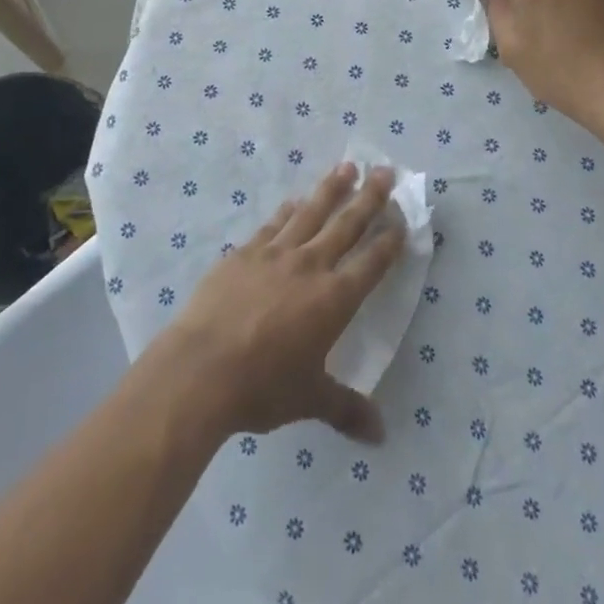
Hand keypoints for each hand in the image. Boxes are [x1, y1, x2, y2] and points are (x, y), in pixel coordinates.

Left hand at [156, 162, 405, 444]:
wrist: (202, 367)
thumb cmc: (262, 386)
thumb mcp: (309, 400)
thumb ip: (346, 409)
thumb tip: (381, 436)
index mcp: (334, 299)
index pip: (371, 263)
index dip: (389, 241)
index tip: (402, 217)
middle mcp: (310, 266)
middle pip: (346, 224)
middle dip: (369, 197)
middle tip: (385, 170)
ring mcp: (276, 253)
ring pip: (312, 212)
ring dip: (332, 188)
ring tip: (347, 167)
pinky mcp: (245, 252)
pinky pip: (275, 223)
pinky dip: (289, 210)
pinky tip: (295, 200)